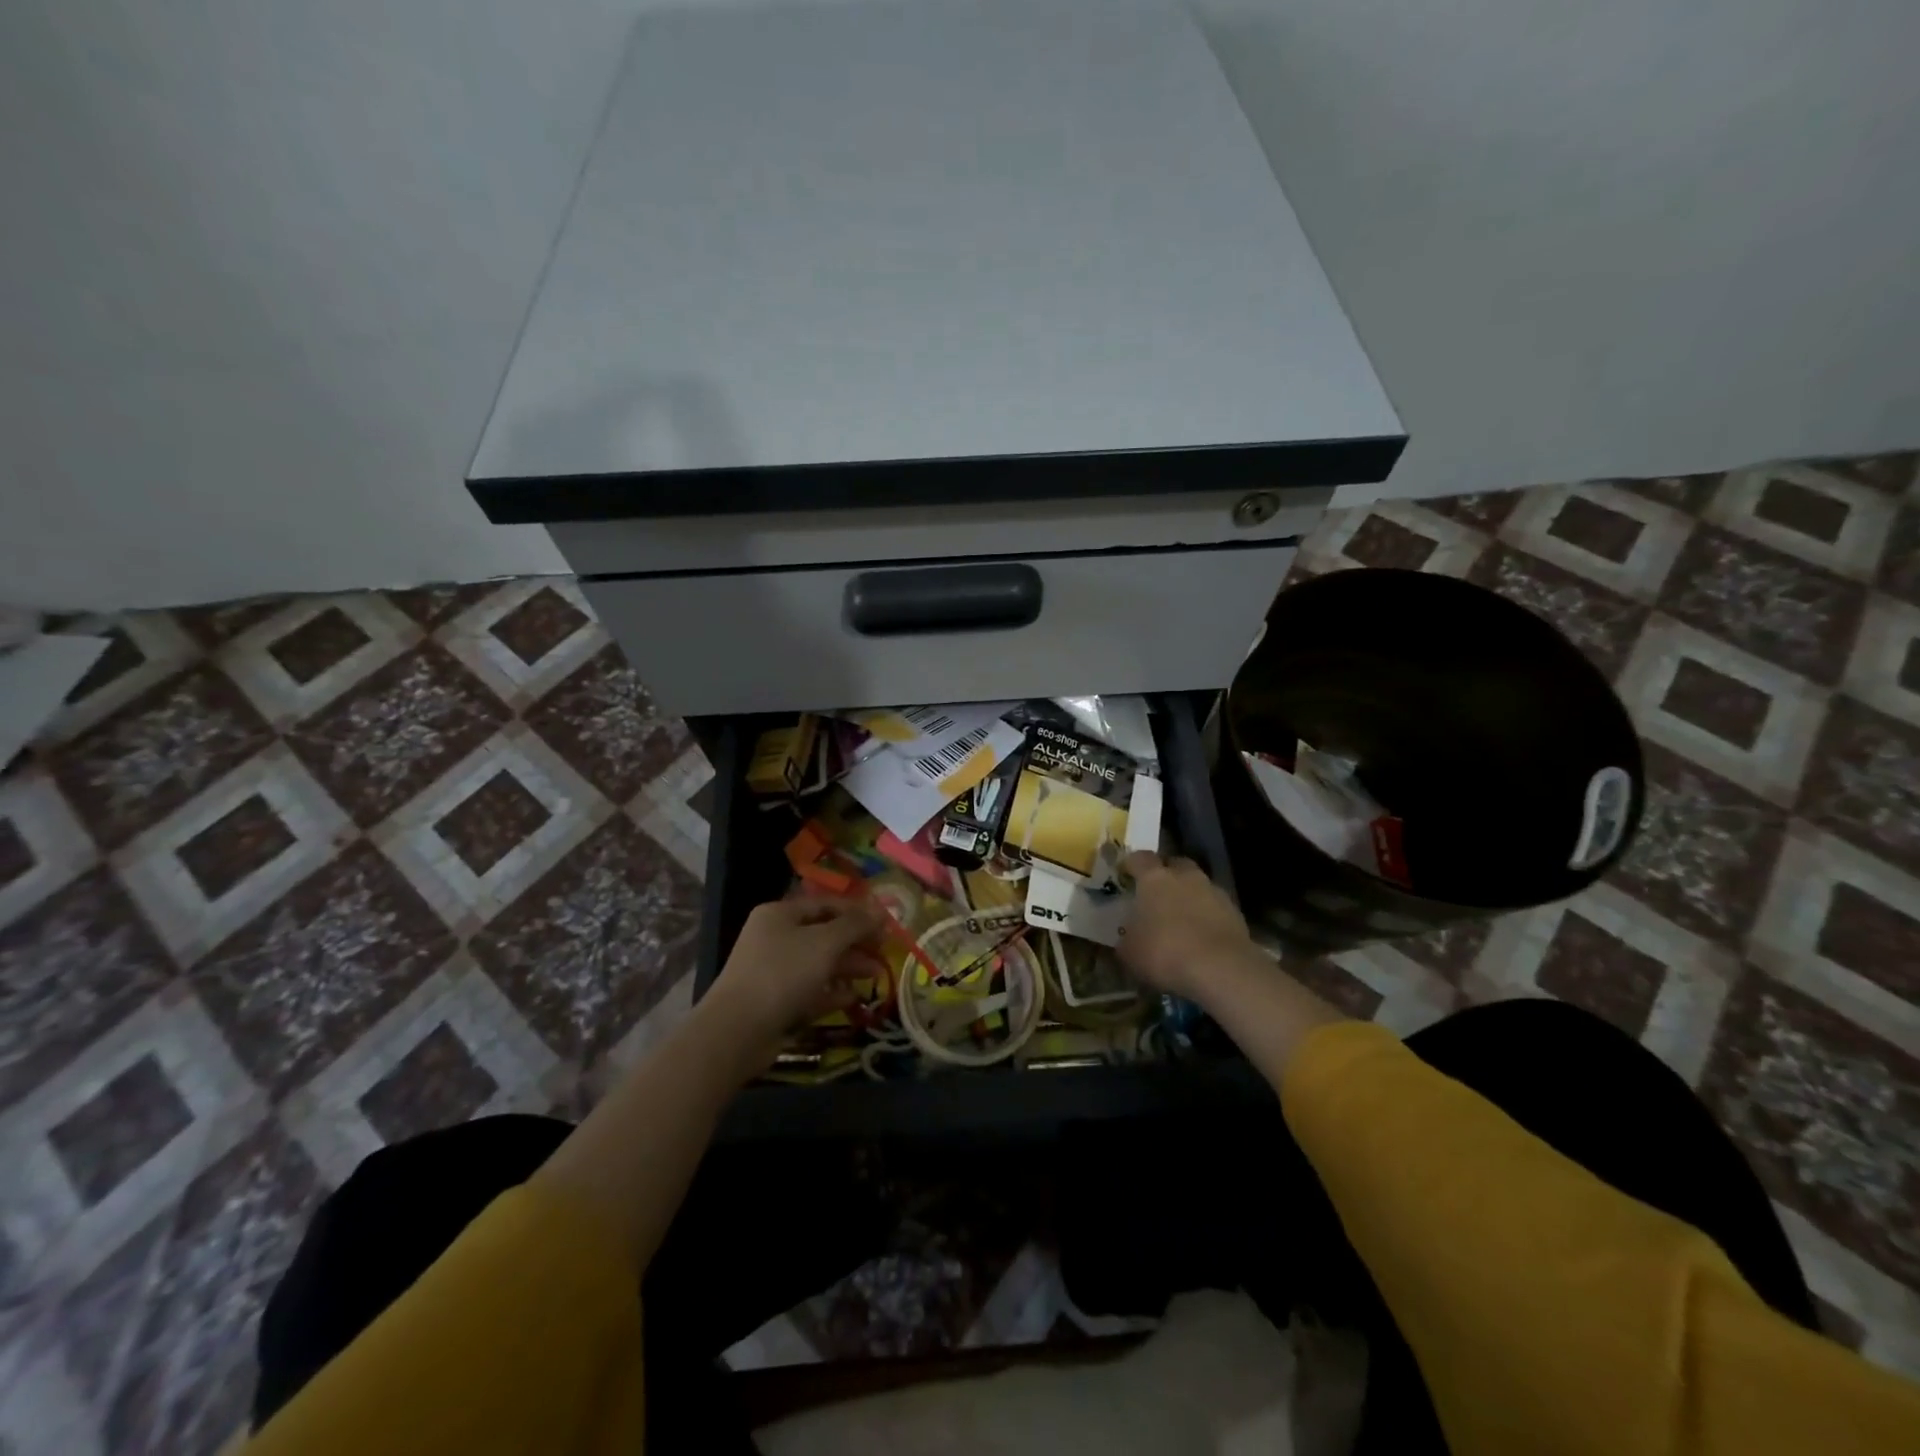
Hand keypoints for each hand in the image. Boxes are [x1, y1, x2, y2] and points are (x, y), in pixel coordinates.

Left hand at [697, 896, 887, 1078]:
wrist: (738, 1030)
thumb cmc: (783, 973)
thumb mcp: (825, 942)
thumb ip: (855, 925)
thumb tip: (879, 911)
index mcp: (780, 914)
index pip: (826, 904)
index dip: (857, 912)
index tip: (885, 925)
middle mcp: (775, 938)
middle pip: (824, 934)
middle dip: (855, 942)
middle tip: (884, 952)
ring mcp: (774, 972)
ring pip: (819, 964)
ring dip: (848, 967)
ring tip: (876, 975)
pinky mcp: (776, 1002)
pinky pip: (810, 991)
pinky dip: (831, 993)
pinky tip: (852, 998)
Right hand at [1117, 851, 1261, 1003]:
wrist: (1221, 969)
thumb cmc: (1165, 952)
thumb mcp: (1130, 952)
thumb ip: (1126, 939)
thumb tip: (1127, 938)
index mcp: (1154, 878)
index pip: (1140, 858)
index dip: (1131, 865)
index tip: (1125, 874)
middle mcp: (1185, 877)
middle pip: (1174, 864)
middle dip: (1166, 875)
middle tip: (1156, 894)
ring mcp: (1214, 892)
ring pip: (1198, 885)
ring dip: (1189, 896)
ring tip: (1181, 919)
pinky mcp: (1235, 912)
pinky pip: (1215, 908)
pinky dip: (1208, 916)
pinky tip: (1201, 937)